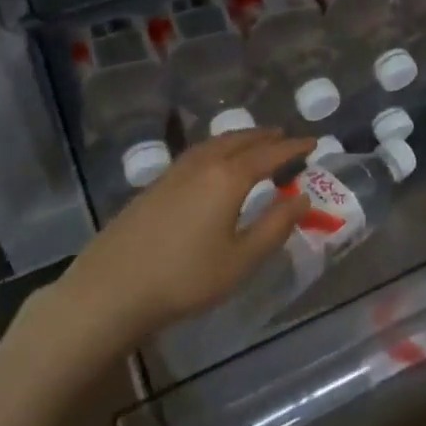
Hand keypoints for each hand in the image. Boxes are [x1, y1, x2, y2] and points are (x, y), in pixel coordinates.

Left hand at [61, 128, 314, 347]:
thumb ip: (275, 227)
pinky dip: (217, 149)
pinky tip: (214, 163)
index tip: (313, 141)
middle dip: (265, 137)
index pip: (269, 154)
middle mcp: (203, 165)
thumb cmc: (185, 278)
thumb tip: (302, 198)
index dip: (293, 147)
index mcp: (228, 178)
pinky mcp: (155, 185)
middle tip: (285, 137)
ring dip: (239, 139)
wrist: (112, 288)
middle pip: (240, 141)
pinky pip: (197, 153)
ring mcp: (174, 172)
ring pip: (215, 144)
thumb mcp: (241, 260)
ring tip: (254, 143)